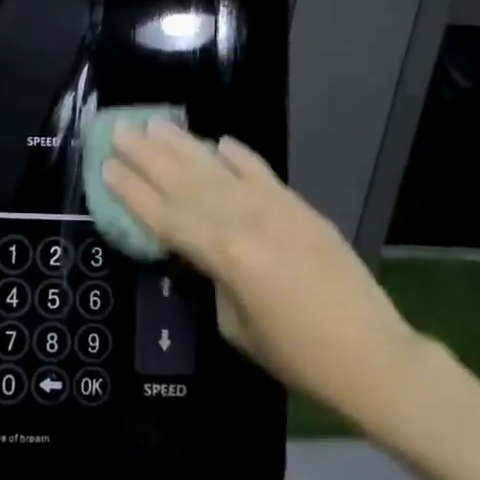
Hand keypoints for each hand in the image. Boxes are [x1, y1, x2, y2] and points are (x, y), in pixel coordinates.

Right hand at [103, 123, 427, 432]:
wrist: (372, 355)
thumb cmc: (297, 354)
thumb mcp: (235, 325)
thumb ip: (213, 277)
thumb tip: (203, 249)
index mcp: (224, 255)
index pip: (166, 216)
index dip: (133, 192)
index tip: (107, 165)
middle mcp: (244, 221)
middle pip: (185, 183)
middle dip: (148, 156)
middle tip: (120, 130)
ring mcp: (274, 208)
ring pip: (217, 170)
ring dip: (183, 146)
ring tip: (155, 124)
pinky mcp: (299, 207)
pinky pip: (260, 173)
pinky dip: (238, 156)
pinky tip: (218, 141)